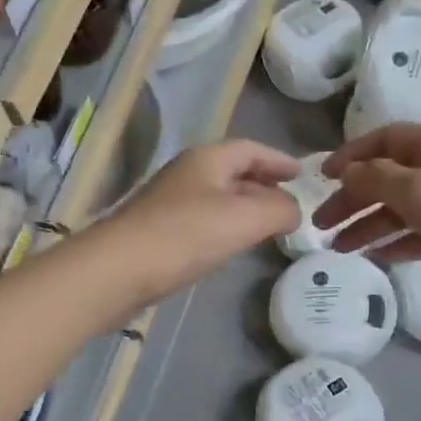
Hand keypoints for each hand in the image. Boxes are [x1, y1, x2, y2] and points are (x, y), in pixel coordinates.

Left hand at [107, 139, 301, 298]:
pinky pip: (202, 222)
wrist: (118, 270)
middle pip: (233, 172)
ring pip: (217, 198)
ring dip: (244, 208)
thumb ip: (279, 210)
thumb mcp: (245, 219)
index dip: (279, 160)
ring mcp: (169, 204)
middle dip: (263, 184)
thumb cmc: (185, 235)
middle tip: (289, 203)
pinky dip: (224, 228)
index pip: (251, 149)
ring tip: (267, 226)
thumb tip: (293, 210)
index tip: (302, 174)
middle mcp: (187, 174)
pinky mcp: (158, 233)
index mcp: (207, 159)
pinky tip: (230, 247)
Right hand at [314, 124, 420, 271]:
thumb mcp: (416, 190)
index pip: (385, 139)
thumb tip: (348, 172)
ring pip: (402, 207)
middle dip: (353, 199)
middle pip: (389, 176)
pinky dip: (396, 240)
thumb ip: (375, 177)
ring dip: (369, 225)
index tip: (322, 178)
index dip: (350, 155)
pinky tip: (375, 255)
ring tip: (340, 248)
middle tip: (321, 224)